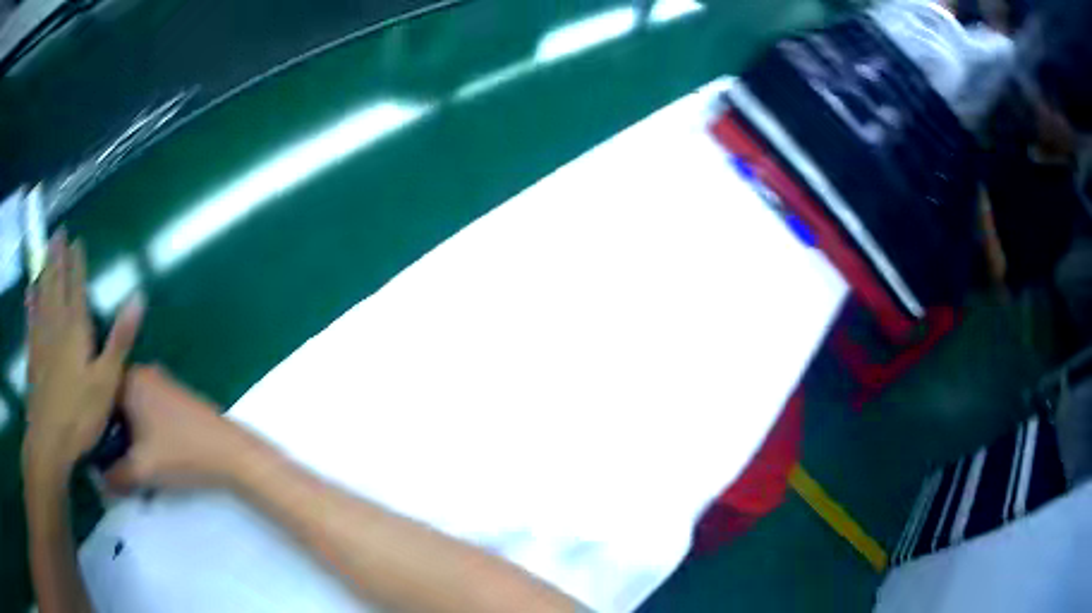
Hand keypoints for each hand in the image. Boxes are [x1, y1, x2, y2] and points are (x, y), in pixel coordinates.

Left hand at [23, 234, 144, 477]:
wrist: (49, 439)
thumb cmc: (80, 413)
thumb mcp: (107, 380)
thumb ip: (120, 338)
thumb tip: (138, 296)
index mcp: (75, 328)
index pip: (77, 287)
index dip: (77, 263)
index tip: (76, 241)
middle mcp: (56, 325)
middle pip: (56, 284)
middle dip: (57, 258)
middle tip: (58, 233)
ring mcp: (41, 340)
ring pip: (42, 296)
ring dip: (43, 272)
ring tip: (44, 253)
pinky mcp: (32, 356)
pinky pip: (30, 321)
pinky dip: (30, 304)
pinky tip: (29, 294)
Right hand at [105, 366, 258, 490]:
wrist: (231, 453)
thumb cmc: (181, 453)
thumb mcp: (141, 469)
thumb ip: (114, 475)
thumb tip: (97, 481)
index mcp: (129, 378)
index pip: (97, 394)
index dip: (91, 422)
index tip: (89, 446)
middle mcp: (143, 373)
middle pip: (114, 402)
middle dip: (109, 431)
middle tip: (107, 459)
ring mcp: (162, 384)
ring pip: (131, 409)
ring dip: (126, 434)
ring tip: (124, 461)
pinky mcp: (176, 399)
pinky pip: (147, 412)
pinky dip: (142, 431)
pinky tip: (145, 455)